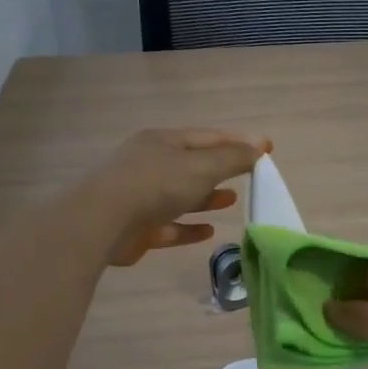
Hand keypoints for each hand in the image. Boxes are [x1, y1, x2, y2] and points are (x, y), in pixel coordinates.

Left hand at [88, 129, 268, 266]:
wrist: (101, 222)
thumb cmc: (156, 185)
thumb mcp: (201, 166)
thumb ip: (233, 158)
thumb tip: (260, 144)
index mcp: (163, 141)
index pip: (208, 137)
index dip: (239, 142)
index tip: (266, 148)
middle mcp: (150, 164)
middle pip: (193, 164)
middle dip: (222, 169)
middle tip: (250, 176)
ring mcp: (140, 196)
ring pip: (181, 195)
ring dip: (207, 197)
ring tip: (232, 200)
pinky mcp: (136, 227)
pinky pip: (169, 225)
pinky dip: (189, 227)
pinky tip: (208, 232)